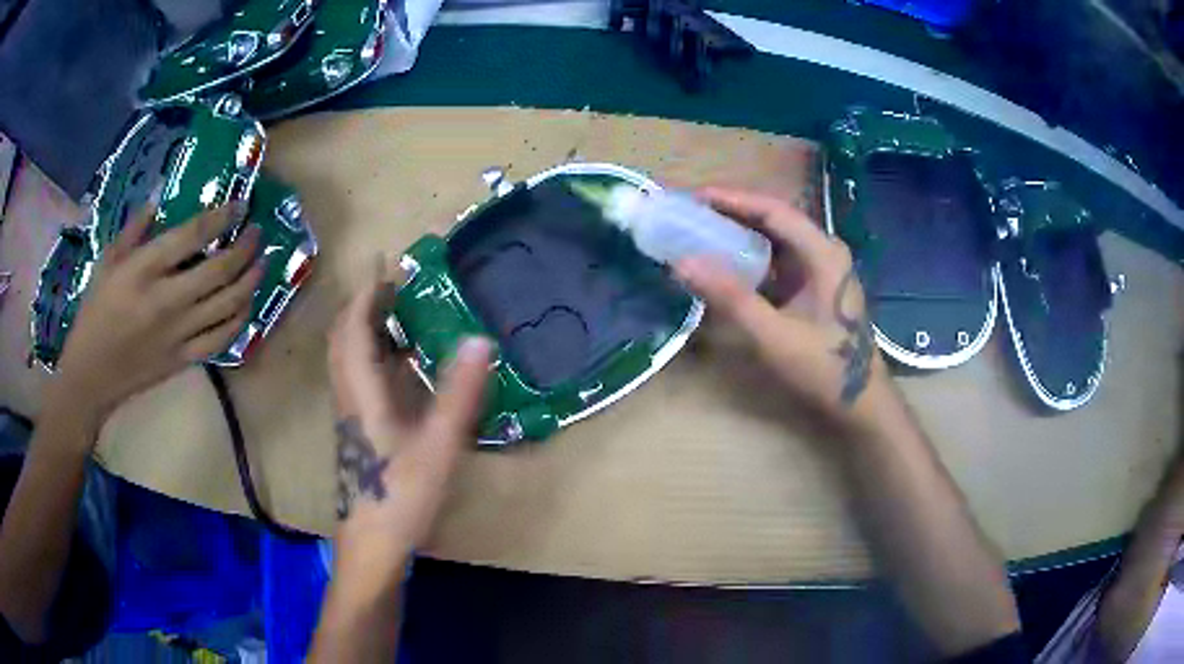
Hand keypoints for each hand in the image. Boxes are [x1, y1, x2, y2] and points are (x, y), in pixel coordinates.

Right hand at [51, 204, 261, 434]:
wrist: (90, 377)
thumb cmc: (94, 314)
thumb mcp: (106, 263)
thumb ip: (133, 230)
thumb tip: (160, 197)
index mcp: (143, 271)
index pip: (192, 236)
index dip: (221, 217)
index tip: (241, 205)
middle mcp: (166, 301)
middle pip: (219, 271)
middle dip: (246, 248)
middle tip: (257, 233)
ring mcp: (178, 334)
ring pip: (227, 306)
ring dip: (250, 281)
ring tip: (261, 263)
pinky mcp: (183, 360)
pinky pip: (221, 339)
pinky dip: (240, 319)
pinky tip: (246, 304)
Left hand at [327, 265, 491, 596]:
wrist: (373, 541)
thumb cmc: (402, 495)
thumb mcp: (439, 444)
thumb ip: (459, 393)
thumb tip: (481, 339)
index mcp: (362, 391)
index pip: (355, 326)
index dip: (368, 291)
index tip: (385, 261)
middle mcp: (348, 394)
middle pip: (343, 336)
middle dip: (362, 303)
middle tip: (392, 283)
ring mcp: (349, 412)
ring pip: (346, 356)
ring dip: (364, 326)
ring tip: (396, 312)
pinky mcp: (355, 427)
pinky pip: (355, 375)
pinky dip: (370, 353)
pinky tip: (398, 364)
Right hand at [674, 186, 889, 432]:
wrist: (860, 403)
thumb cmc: (824, 368)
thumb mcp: (774, 335)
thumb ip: (730, 298)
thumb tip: (682, 263)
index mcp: (823, 253)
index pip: (774, 210)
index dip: (733, 199)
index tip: (694, 196)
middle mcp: (824, 252)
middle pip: (775, 219)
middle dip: (733, 212)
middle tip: (691, 211)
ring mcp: (821, 269)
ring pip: (776, 239)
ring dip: (740, 233)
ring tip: (701, 230)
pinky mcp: (814, 287)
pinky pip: (778, 261)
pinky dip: (750, 257)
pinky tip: (725, 263)